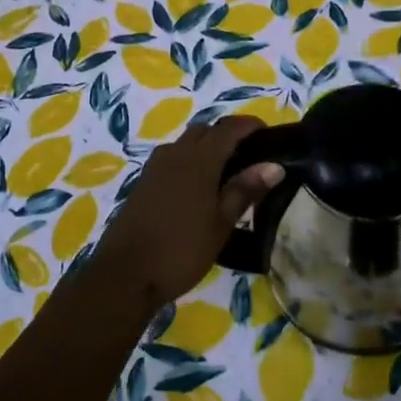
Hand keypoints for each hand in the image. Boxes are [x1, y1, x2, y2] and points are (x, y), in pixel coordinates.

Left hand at [87, 117, 283, 308]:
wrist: (125, 275)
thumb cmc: (182, 250)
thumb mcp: (221, 224)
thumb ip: (244, 190)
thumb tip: (274, 165)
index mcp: (198, 160)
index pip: (228, 128)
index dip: (249, 125)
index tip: (268, 133)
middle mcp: (174, 154)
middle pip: (204, 130)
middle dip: (227, 134)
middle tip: (249, 156)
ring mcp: (154, 168)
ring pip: (184, 143)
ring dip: (206, 147)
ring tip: (226, 172)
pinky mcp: (142, 183)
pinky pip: (170, 159)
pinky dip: (189, 161)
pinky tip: (198, 188)